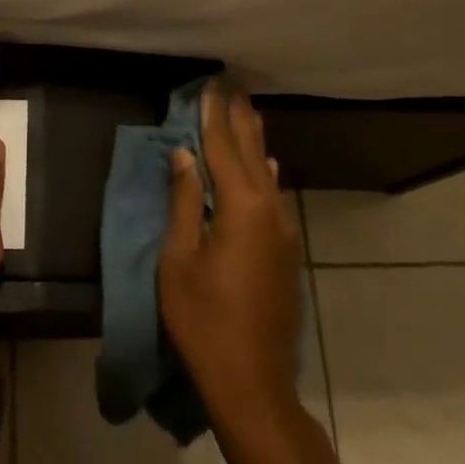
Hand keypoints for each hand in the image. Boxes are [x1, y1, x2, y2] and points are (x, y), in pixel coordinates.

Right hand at [158, 80, 301, 411]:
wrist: (252, 378)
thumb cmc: (203, 319)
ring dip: (252, 141)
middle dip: (239, 119)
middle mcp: (269, 211)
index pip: (222, 149)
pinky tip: (265, 165)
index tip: (209, 85)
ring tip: (245, 112)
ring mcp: (282, 232)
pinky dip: (263, 173)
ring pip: (265, 173)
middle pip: (250, 153)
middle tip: (232, 85)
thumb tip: (185, 156)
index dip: (213, 116)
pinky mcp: (285, 251)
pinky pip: (273, 196)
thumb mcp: (179, 259)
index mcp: (240, 208)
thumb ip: (184, 202)